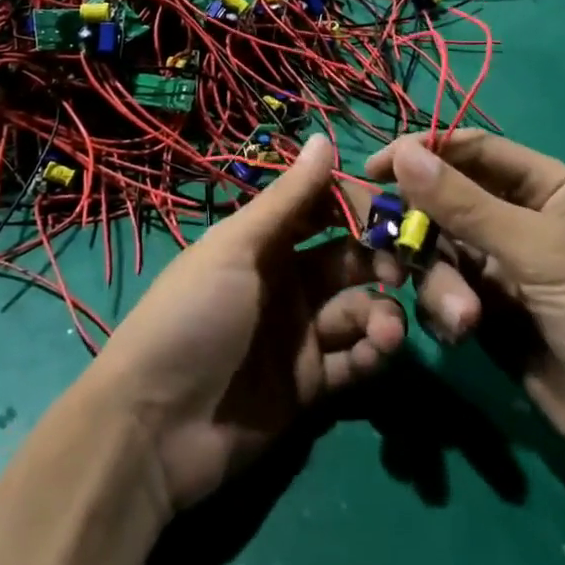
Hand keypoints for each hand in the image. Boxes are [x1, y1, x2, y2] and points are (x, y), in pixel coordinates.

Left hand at [86, 135, 405, 511]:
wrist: (154, 426)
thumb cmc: (193, 317)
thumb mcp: (237, 249)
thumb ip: (287, 200)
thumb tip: (323, 138)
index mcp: (264, 243)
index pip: (323, 210)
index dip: (359, 206)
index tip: (399, 209)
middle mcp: (287, 282)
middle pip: (349, 260)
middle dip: (383, 260)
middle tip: (410, 268)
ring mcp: (299, 335)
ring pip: (359, 310)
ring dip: (382, 312)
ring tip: (386, 328)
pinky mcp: (310, 385)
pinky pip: (354, 361)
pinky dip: (373, 354)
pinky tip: (379, 351)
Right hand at [364, 131, 564, 477]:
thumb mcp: (540, 251)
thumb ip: (466, 205)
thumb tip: (403, 155)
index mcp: (541, 186)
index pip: (469, 150)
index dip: (421, 153)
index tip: (374, 171)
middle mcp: (515, 219)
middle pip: (442, 203)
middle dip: (420, 229)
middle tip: (395, 254)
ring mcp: (499, 269)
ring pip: (437, 253)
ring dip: (438, 283)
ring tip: (463, 319)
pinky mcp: (486, 314)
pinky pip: (442, 295)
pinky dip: (443, 311)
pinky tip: (463, 334)